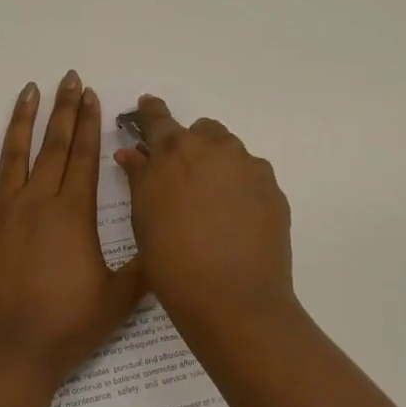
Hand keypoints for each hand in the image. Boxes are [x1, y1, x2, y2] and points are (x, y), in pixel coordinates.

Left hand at [0, 72, 144, 388]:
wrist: (11, 355)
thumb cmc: (67, 328)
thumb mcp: (119, 298)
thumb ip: (143, 266)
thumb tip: (163, 239)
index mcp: (72, 214)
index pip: (84, 156)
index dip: (90, 123)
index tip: (92, 95)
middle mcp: (36, 202)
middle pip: (53, 146)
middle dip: (64, 110)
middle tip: (69, 78)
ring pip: (12, 155)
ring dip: (22, 120)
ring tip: (29, 89)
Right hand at [115, 96, 296, 341]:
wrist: (232, 300)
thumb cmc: (172, 259)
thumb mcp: (143, 217)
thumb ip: (139, 177)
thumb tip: (132, 153)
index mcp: (174, 150)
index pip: (158, 118)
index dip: (150, 112)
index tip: (147, 106)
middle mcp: (214, 147)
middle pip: (201, 131)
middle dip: (191, 145)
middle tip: (182, 178)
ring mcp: (249, 167)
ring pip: (229, 152)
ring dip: (217, 165)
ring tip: (210, 204)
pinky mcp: (273, 190)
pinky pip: (251, 177)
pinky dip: (240, 188)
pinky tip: (233, 220)